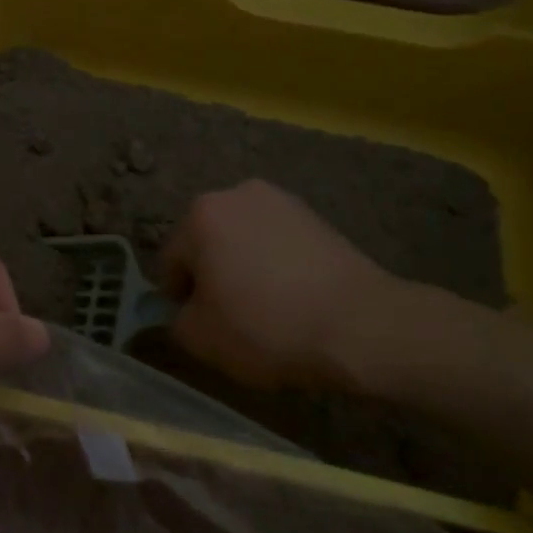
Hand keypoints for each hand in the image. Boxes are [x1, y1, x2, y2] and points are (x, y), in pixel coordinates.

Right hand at [159, 180, 435, 391]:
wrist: (360, 326)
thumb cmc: (266, 327)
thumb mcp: (200, 338)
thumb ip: (176, 320)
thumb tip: (186, 311)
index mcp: (201, 214)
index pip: (171, 261)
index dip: (180, 299)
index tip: (201, 325)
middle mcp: (237, 194)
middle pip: (208, 243)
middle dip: (213, 276)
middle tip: (231, 318)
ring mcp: (282, 201)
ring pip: (245, 241)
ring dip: (245, 268)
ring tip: (268, 309)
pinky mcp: (317, 216)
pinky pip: (279, 244)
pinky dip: (277, 266)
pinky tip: (294, 299)